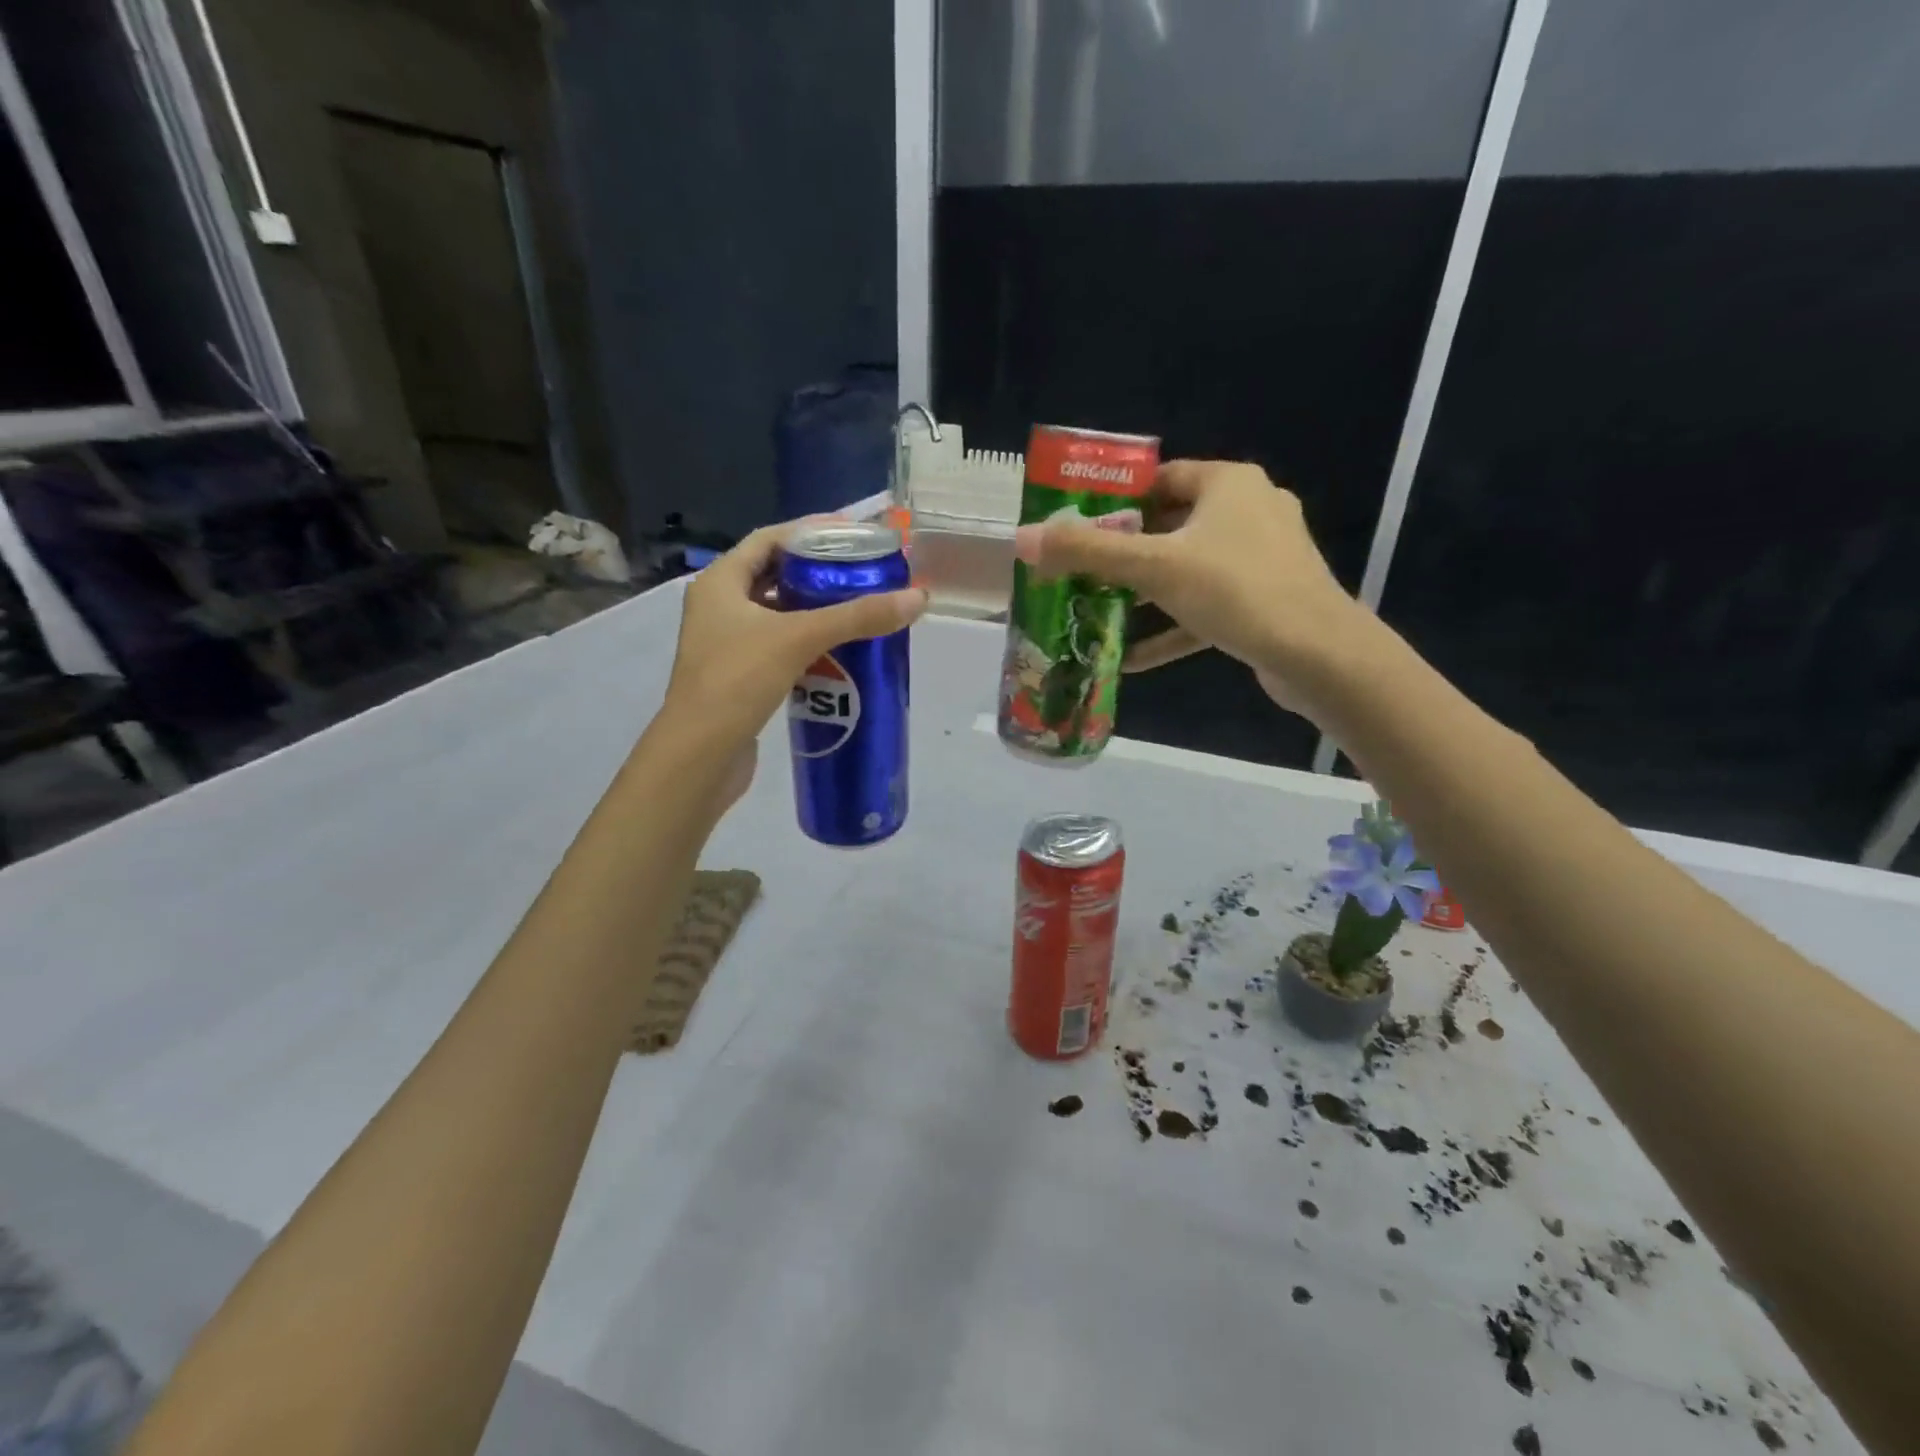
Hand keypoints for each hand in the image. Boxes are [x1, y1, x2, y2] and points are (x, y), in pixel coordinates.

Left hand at [664, 520, 928, 761]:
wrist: (699, 757)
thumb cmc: (737, 682)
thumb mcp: (799, 639)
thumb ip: (858, 617)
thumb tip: (918, 598)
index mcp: (719, 582)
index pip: (768, 539)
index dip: (810, 532)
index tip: (851, 534)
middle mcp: (717, 606)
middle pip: (773, 574)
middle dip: (816, 571)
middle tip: (861, 572)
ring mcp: (724, 643)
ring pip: (776, 613)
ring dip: (812, 609)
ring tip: (856, 608)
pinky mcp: (736, 676)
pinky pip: (776, 646)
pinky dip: (805, 642)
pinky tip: (836, 651)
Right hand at [1013, 460, 1365, 719]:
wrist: (1317, 654)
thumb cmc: (1234, 590)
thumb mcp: (1153, 567)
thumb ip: (1087, 553)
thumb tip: (1023, 538)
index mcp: (1228, 484)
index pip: (1160, 479)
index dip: (1116, 501)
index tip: (1079, 528)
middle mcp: (1249, 510)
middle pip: (1170, 526)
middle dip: (1125, 554)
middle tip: (1081, 574)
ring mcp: (1262, 558)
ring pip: (1187, 570)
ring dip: (1144, 594)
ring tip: (1099, 613)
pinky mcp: (1265, 601)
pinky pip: (1206, 607)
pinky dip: (1172, 627)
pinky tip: (1131, 659)